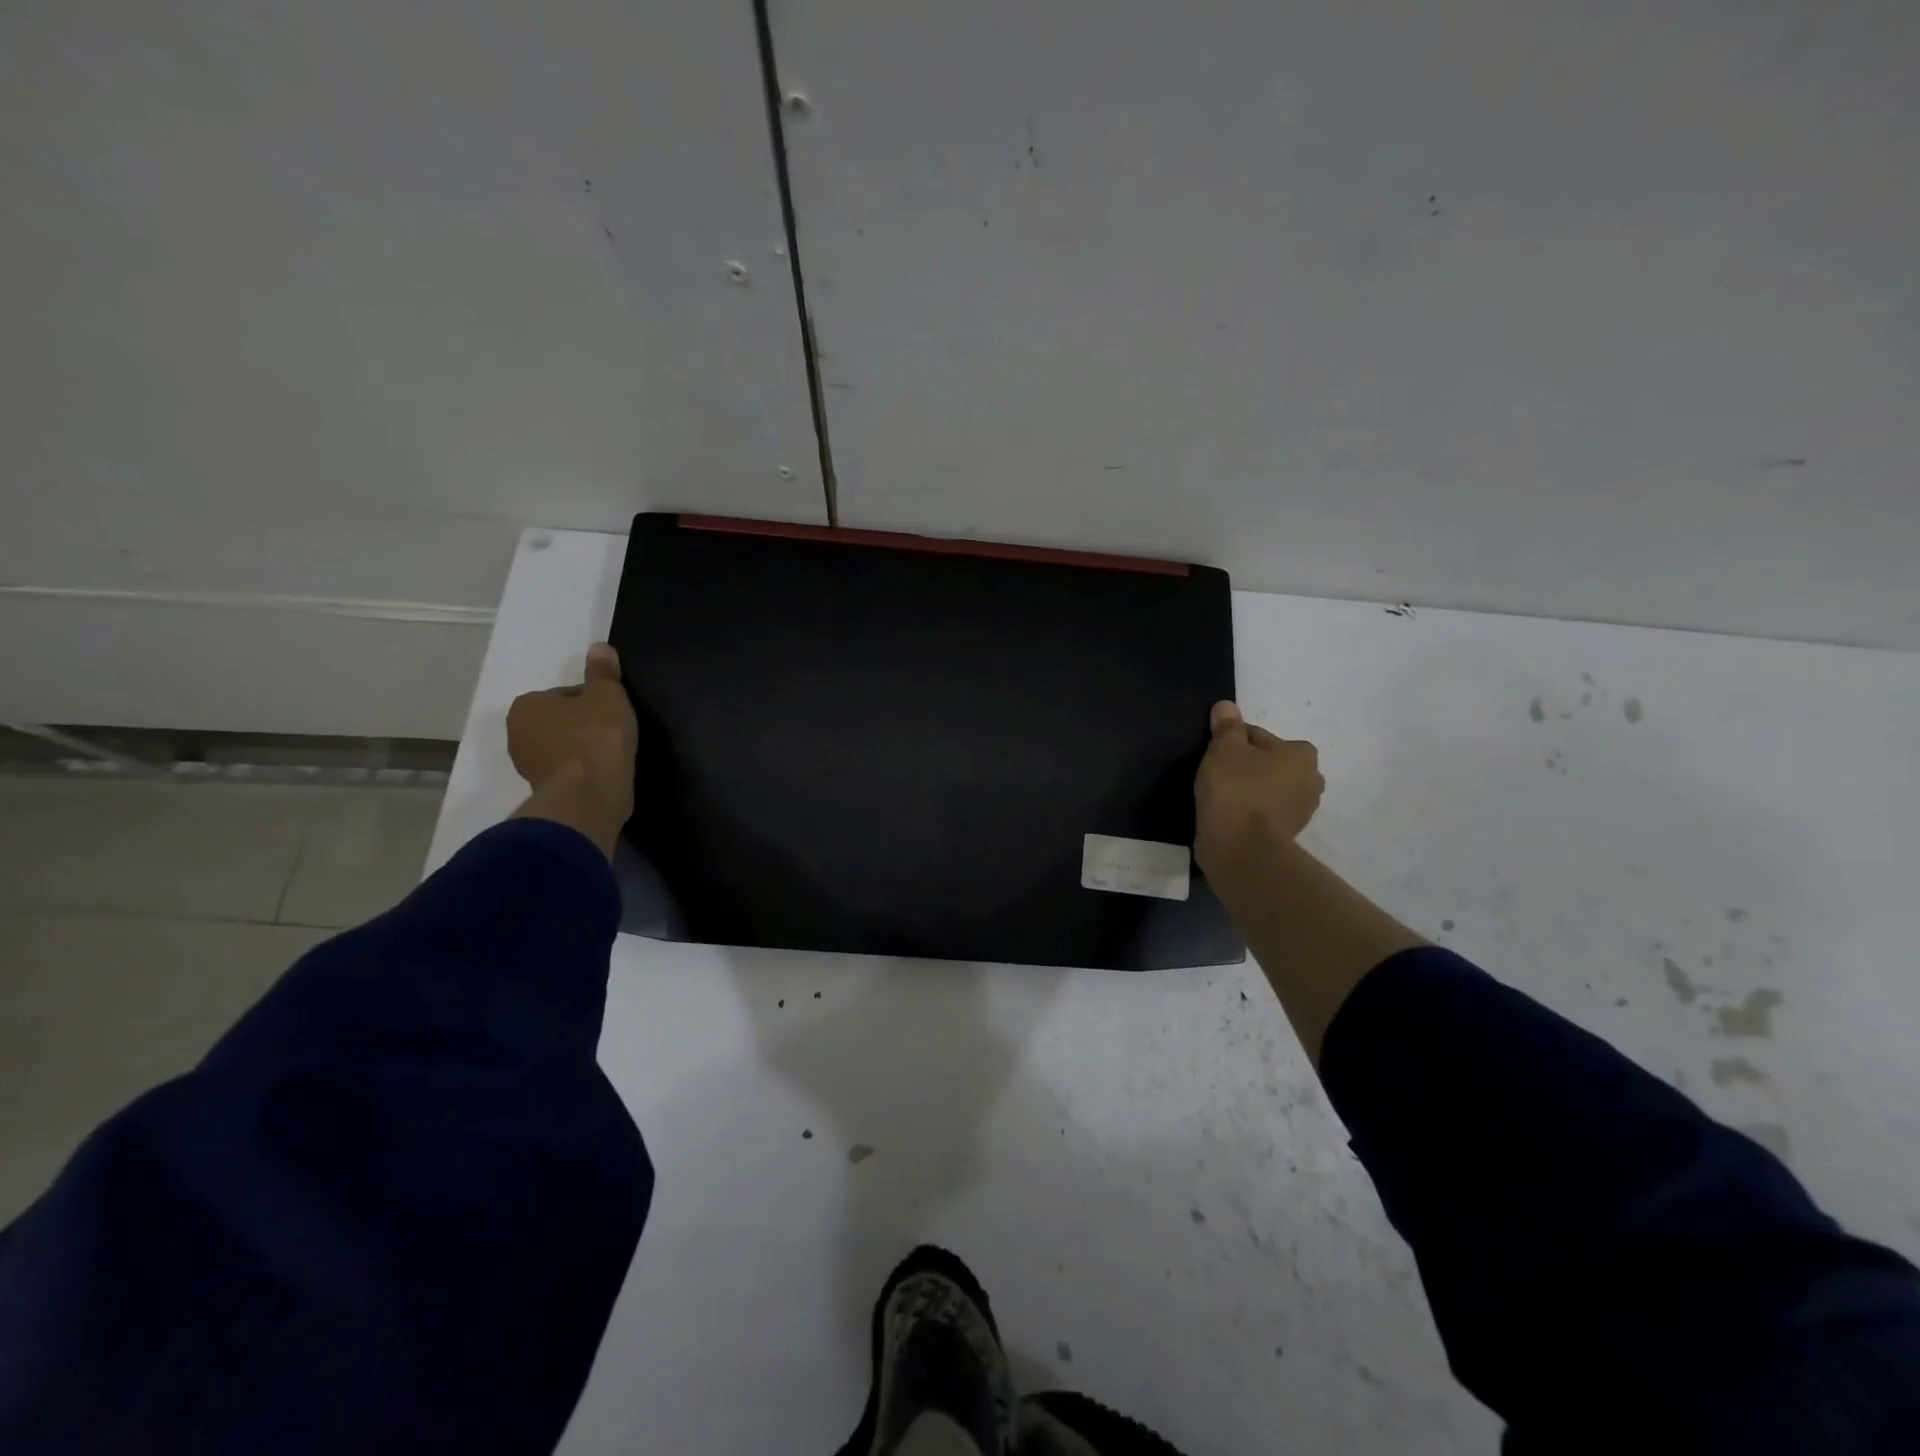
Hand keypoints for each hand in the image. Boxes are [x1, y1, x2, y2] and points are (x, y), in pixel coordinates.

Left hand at [507, 643, 637, 812]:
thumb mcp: (607, 696)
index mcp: (526, 705)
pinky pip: (567, 770)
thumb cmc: (596, 737)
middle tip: (614, 733)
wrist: (589, 795)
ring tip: (612, 754)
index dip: (593, 701)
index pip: (565, 695)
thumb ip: (603, 672)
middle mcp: (517, 733)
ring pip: (563, 746)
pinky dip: (583, 769)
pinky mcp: (543, 790)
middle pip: (561, 721)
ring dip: (583, 748)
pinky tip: (604, 772)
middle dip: (583, 725)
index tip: (612, 713)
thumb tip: (599, 647)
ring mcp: (527, 765)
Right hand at [1194, 700, 1323, 878]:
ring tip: (1218, 796)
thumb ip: (1226, 726)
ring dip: (1247, 790)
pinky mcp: (1285, 835)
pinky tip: (1227, 814)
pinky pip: (1262, 813)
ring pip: (1266, 789)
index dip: (1232, 742)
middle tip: (1216, 774)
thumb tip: (1226, 706)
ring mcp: (1300, 812)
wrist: (1241, 848)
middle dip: (1246, 766)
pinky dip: (1247, 811)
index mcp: (1302, 754)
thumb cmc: (1236, 789)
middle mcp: (1311, 781)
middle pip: (1267, 763)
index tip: (1214, 754)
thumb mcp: (1224, 748)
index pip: (1259, 736)